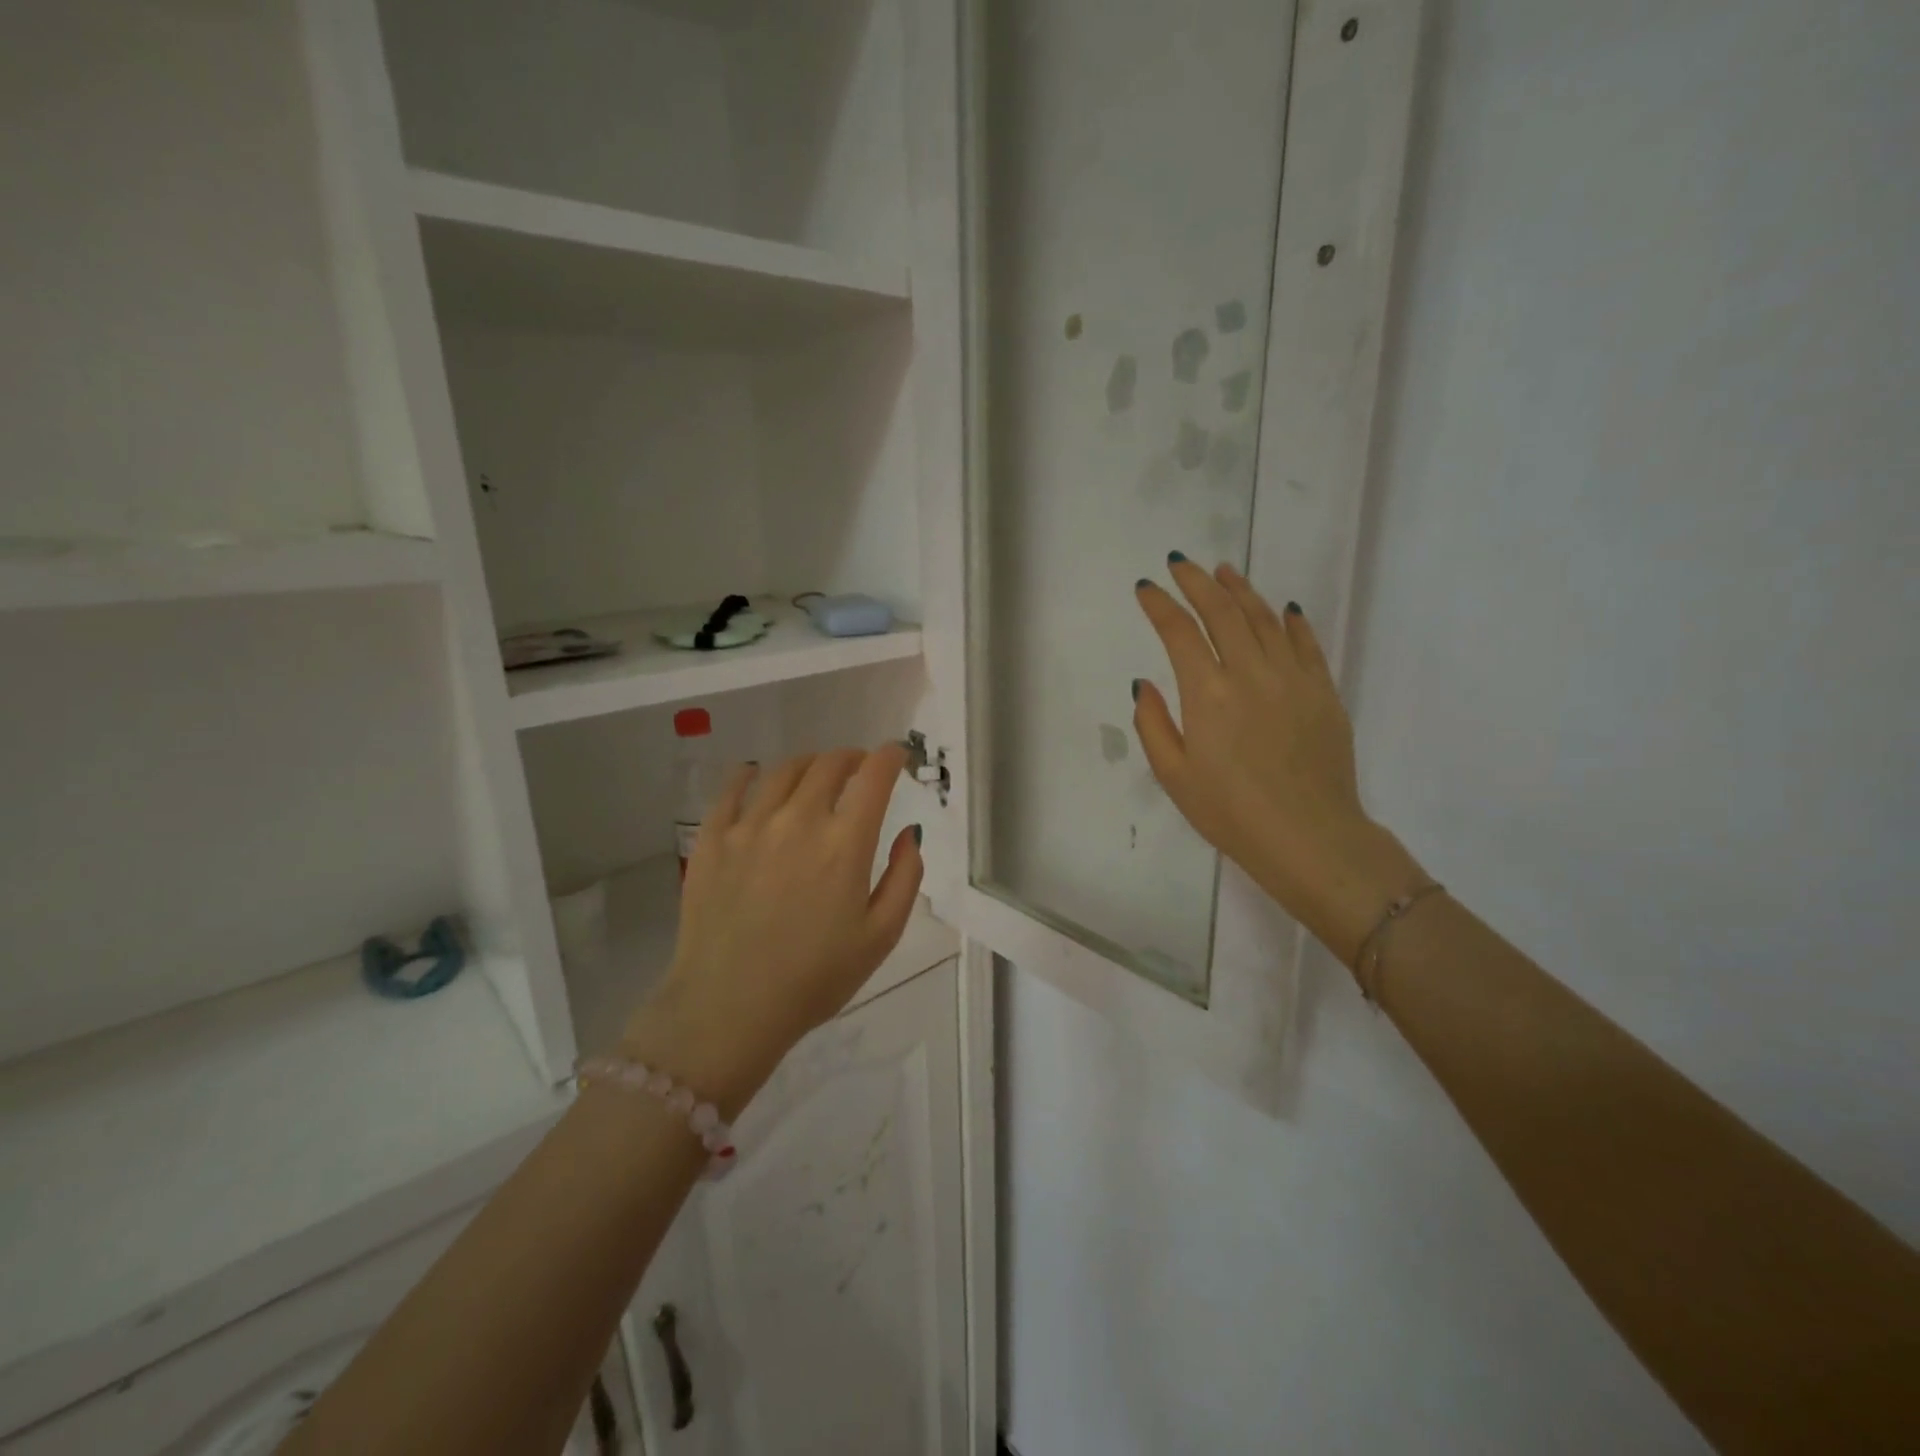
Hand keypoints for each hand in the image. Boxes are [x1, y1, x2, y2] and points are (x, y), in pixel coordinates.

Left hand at [622, 745, 922, 1114]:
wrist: (728, 1009)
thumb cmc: (814, 978)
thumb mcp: (881, 937)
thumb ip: (905, 877)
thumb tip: (908, 833)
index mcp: (844, 843)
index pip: (873, 776)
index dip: (890, 756)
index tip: (897, 754)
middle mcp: (798, 820)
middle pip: (829, 764)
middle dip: (852, 758)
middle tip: (859, 768)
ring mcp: (749, 826)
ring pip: (784, 770)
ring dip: (809, 764)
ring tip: (815, 775)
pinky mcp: (712, 839)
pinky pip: (732, 789)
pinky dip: (750, 774)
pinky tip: (756, 776)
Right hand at [1133, 556, 1424, 965]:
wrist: (1309, 836)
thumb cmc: (1230, 812)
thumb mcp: (1173, 775)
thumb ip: (1153, 724)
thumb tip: (1145, 683)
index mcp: (1207, 693)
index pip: (1179, 631)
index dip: (1160, 604)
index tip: (1146, 588)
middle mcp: (1249, 672)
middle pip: (1221, 611)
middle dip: (1196, 582)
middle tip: (1181, 564)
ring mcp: (1292, 677)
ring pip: (1263, 618)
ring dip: (1239, 590)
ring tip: (1223, 572)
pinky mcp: (1323, 690)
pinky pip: (1305, 643)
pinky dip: (1289, 620)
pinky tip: (1281, 608)